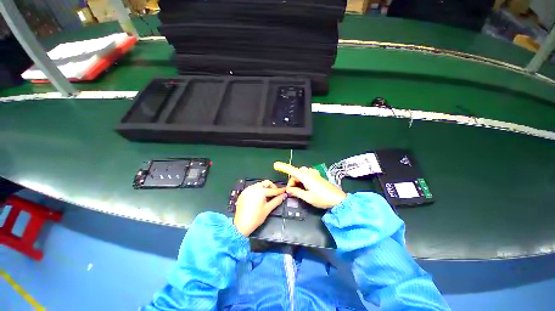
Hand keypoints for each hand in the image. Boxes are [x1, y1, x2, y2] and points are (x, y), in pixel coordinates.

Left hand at [233, 180, 286, 236]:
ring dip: (265, 188)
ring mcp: (248, 189)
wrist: (241, 225)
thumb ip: (277, 200)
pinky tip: (259, 197)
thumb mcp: (268, 209)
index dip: (280, 191)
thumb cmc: (256, 218)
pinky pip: (253, 188)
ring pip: (259, 184)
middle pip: (266, 183)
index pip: (273, 190)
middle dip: (272, 187)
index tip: (285, 191)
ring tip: (267, 196)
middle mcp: (254, 188)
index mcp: (261, 191)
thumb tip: (284, 195)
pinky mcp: (244, 192)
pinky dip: (258, 190)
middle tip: (275, 194)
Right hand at [274, 162, 346, 208]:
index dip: (283, 167)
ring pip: (301, 174)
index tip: (276, 165)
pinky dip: (302, 180)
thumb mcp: (308, 197)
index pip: (292, 170)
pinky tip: (305, 187)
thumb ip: (296, 192)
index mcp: (306, 177)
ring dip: (297, 181)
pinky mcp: (318, 177)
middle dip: (292, 181)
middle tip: (292, 192)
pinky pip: (307, 175)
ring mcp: (314, 175)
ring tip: (299, 191)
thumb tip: (288, 189)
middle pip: (296, 174)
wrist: (339, 200)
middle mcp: (309, 173)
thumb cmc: (323, 198)